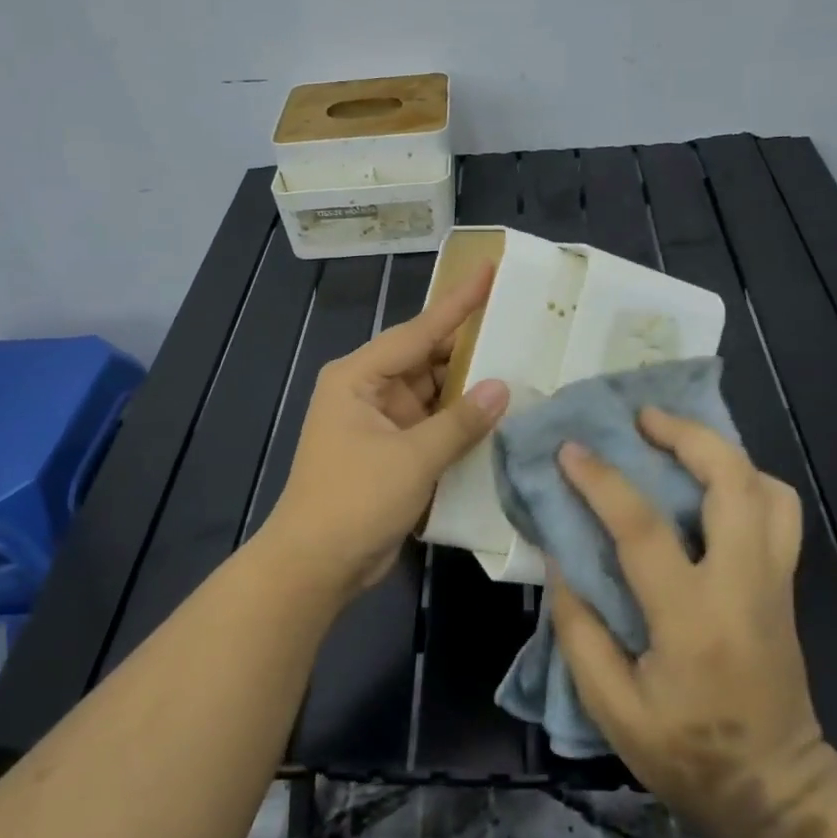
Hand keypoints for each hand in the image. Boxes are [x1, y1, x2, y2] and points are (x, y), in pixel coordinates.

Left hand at [266, 265, 509, 603]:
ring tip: (521, 365)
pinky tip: (498, 415)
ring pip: (433, 393)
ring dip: (468, 388)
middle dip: (470, 348)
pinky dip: (460, 421)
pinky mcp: (393, 451)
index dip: (458, 302)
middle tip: (520, 325)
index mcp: (359, 376)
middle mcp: (369, 390)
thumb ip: (459, 422)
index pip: (418, 331)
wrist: (315, 566)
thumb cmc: (354, 501)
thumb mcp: (411, 458)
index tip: (489, 270)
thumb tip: (501, 388)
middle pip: (427, 359)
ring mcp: (381, 422)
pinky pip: (433, 425)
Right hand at [547, 409, 830, 837]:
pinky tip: (709, 484)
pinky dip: (746, 479)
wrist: (777, 791)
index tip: (571, 449)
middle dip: (688, 435)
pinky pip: (778, 509)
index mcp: (693, 619)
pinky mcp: (786, 583)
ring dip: (722, 451)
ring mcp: (775, 580)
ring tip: (676, 441)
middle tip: (642, 418)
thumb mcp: (612, 708)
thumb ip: (579, 630)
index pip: (644, 529)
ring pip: (768, 488)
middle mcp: (743, 585)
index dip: (603, 481)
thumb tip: (561, 558)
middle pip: (734, 483)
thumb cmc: (688, 755)